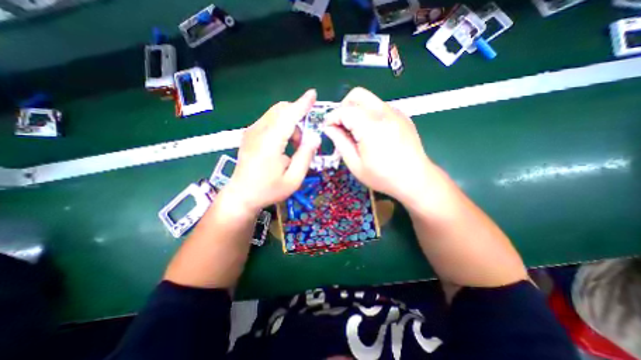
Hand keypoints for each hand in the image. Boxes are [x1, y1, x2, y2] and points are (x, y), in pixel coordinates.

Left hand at [224, 90, 319, 213]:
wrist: (241, 196)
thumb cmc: (269, 190)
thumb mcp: (294, 179)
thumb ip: (305, 156)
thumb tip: (315, 137)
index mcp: (270, 143)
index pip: (288, 116)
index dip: (302, 104)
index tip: (313, 94)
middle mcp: (258, 132)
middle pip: (281, 110)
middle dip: (297, 118)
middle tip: (302, 141)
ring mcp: (251, 131)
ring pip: (275, 114)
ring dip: (290, 124)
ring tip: (293, 146)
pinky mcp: (249, 134)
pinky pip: (269, 121)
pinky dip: (281, 126)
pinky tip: (282, 145)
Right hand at [326, 86, 435, 206]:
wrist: (415, 179)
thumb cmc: (383, 176)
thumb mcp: (355, 164)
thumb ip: (340, 143)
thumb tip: (329, 129)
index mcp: (370, 127)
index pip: (344, 110)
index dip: (332, 118)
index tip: (328, 128)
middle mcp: (384, 113)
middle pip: (357, 95)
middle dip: (344, 107)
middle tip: (341, 125)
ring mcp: (395, 112)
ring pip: (369, 100)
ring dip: (357, 111)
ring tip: (356, 131)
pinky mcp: (402, 116)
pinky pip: (380, 107)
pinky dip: (370, 114)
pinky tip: (372, 133)